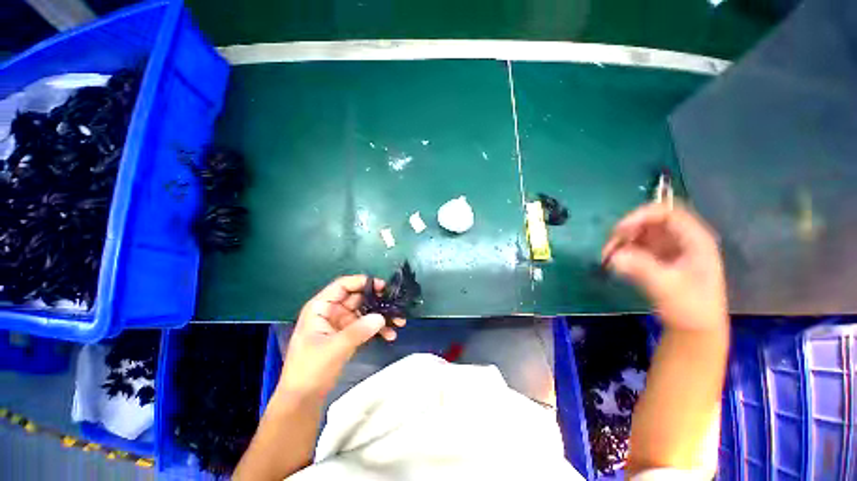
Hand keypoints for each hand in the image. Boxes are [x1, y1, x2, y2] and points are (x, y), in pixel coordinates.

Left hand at [279, 275, 405, 397]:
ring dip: (381, 316)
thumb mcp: (334, 348)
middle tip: (396, 305)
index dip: (362, 282)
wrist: (303, 399)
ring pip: (365, 312)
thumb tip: (382, 317)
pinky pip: (366, 326)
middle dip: (378, 301)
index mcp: (321, 307)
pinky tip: (390, 335)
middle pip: (358, 298)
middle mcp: (332, 311)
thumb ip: (358, 331)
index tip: (383, 287)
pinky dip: (378, 329)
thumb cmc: (310, 369)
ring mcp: (341, 324)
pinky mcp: (348, 336)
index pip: (343, 285)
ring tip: (399, 322)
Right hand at [602, 203, 726, 331]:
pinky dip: (621, 251)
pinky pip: (634, 247)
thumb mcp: (668, 289)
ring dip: (620, 242)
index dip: (641, 216)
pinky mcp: (656, 259)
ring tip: (607, 257)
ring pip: (639, 234)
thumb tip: (613, 256)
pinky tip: (612, 262)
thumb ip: (642, 270)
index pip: (667, 213)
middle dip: (626, 231)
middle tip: (609, 247)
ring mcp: (668, 249)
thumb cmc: (690, 309)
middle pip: (649, 222)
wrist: (694, 330)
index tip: (619, 231)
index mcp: (694, 240)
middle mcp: (680, 240)